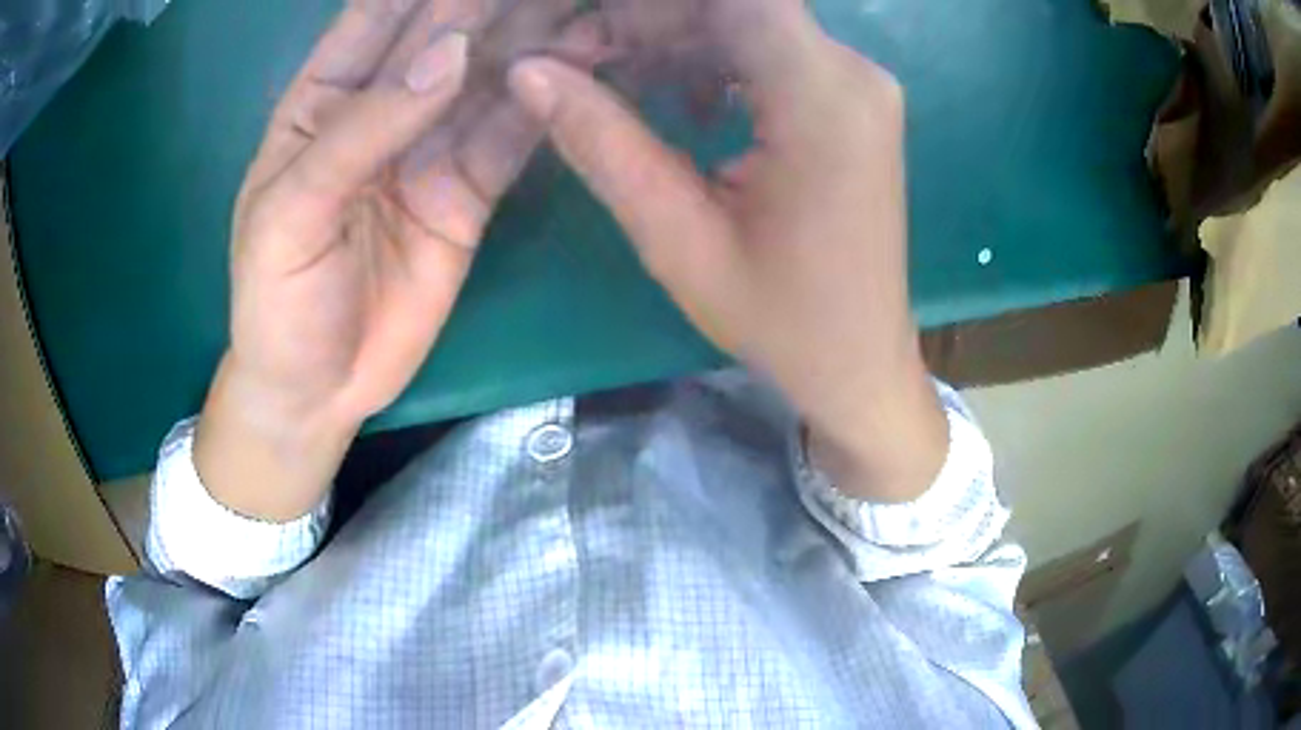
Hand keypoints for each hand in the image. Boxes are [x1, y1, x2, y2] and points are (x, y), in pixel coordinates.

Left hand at [198, 0, 604, 520]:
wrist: (317, 389)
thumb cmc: (277, 301)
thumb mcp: (293, 213)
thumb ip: (363, 131)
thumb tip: (449, 53)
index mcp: (320, 104)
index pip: (371, 22)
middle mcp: (379, 113)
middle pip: (438, 42)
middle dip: (487, 5)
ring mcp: (426, 152)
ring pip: (484, 83)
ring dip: (530, 43)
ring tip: (579, 8)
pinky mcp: (466, 196)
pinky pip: (508, 140)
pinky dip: (542, 107)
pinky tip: (582, 68)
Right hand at [509, 0, 947, 501]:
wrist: (860, 361)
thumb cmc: (780, 318)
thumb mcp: (679, 238)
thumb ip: (603, 143)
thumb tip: (529, 72)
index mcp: (823, 97)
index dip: (650, 6)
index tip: (590, 32)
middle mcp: (853, 72)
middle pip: (736, 5)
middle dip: (650, 21)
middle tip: (580, 59)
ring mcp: (858, 86)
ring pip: (750, 23)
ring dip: (677, 40)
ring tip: (616, 81)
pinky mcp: (851, 104)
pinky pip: (773, 54)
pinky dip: (715, 62)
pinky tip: (680, 105)